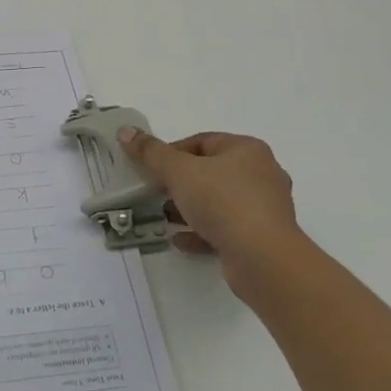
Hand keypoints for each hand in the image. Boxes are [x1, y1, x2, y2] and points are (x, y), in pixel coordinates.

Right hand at [119, 129, 307, 306]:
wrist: (263, 259)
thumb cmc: (223, 202)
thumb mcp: (179, 171)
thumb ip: (151, 152)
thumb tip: (126, 131)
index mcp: (248, 150)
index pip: (202, 142)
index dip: (173, 152)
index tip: (152, 169)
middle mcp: (261, 174)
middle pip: (211, 172)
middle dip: (180, 183)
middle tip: (156, 192)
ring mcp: (264, 208)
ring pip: (219, 202)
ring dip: (190, 209)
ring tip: (164, 217)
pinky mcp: (262, 238)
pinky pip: (226, 229)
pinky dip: (202, 231)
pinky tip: (180, 240)